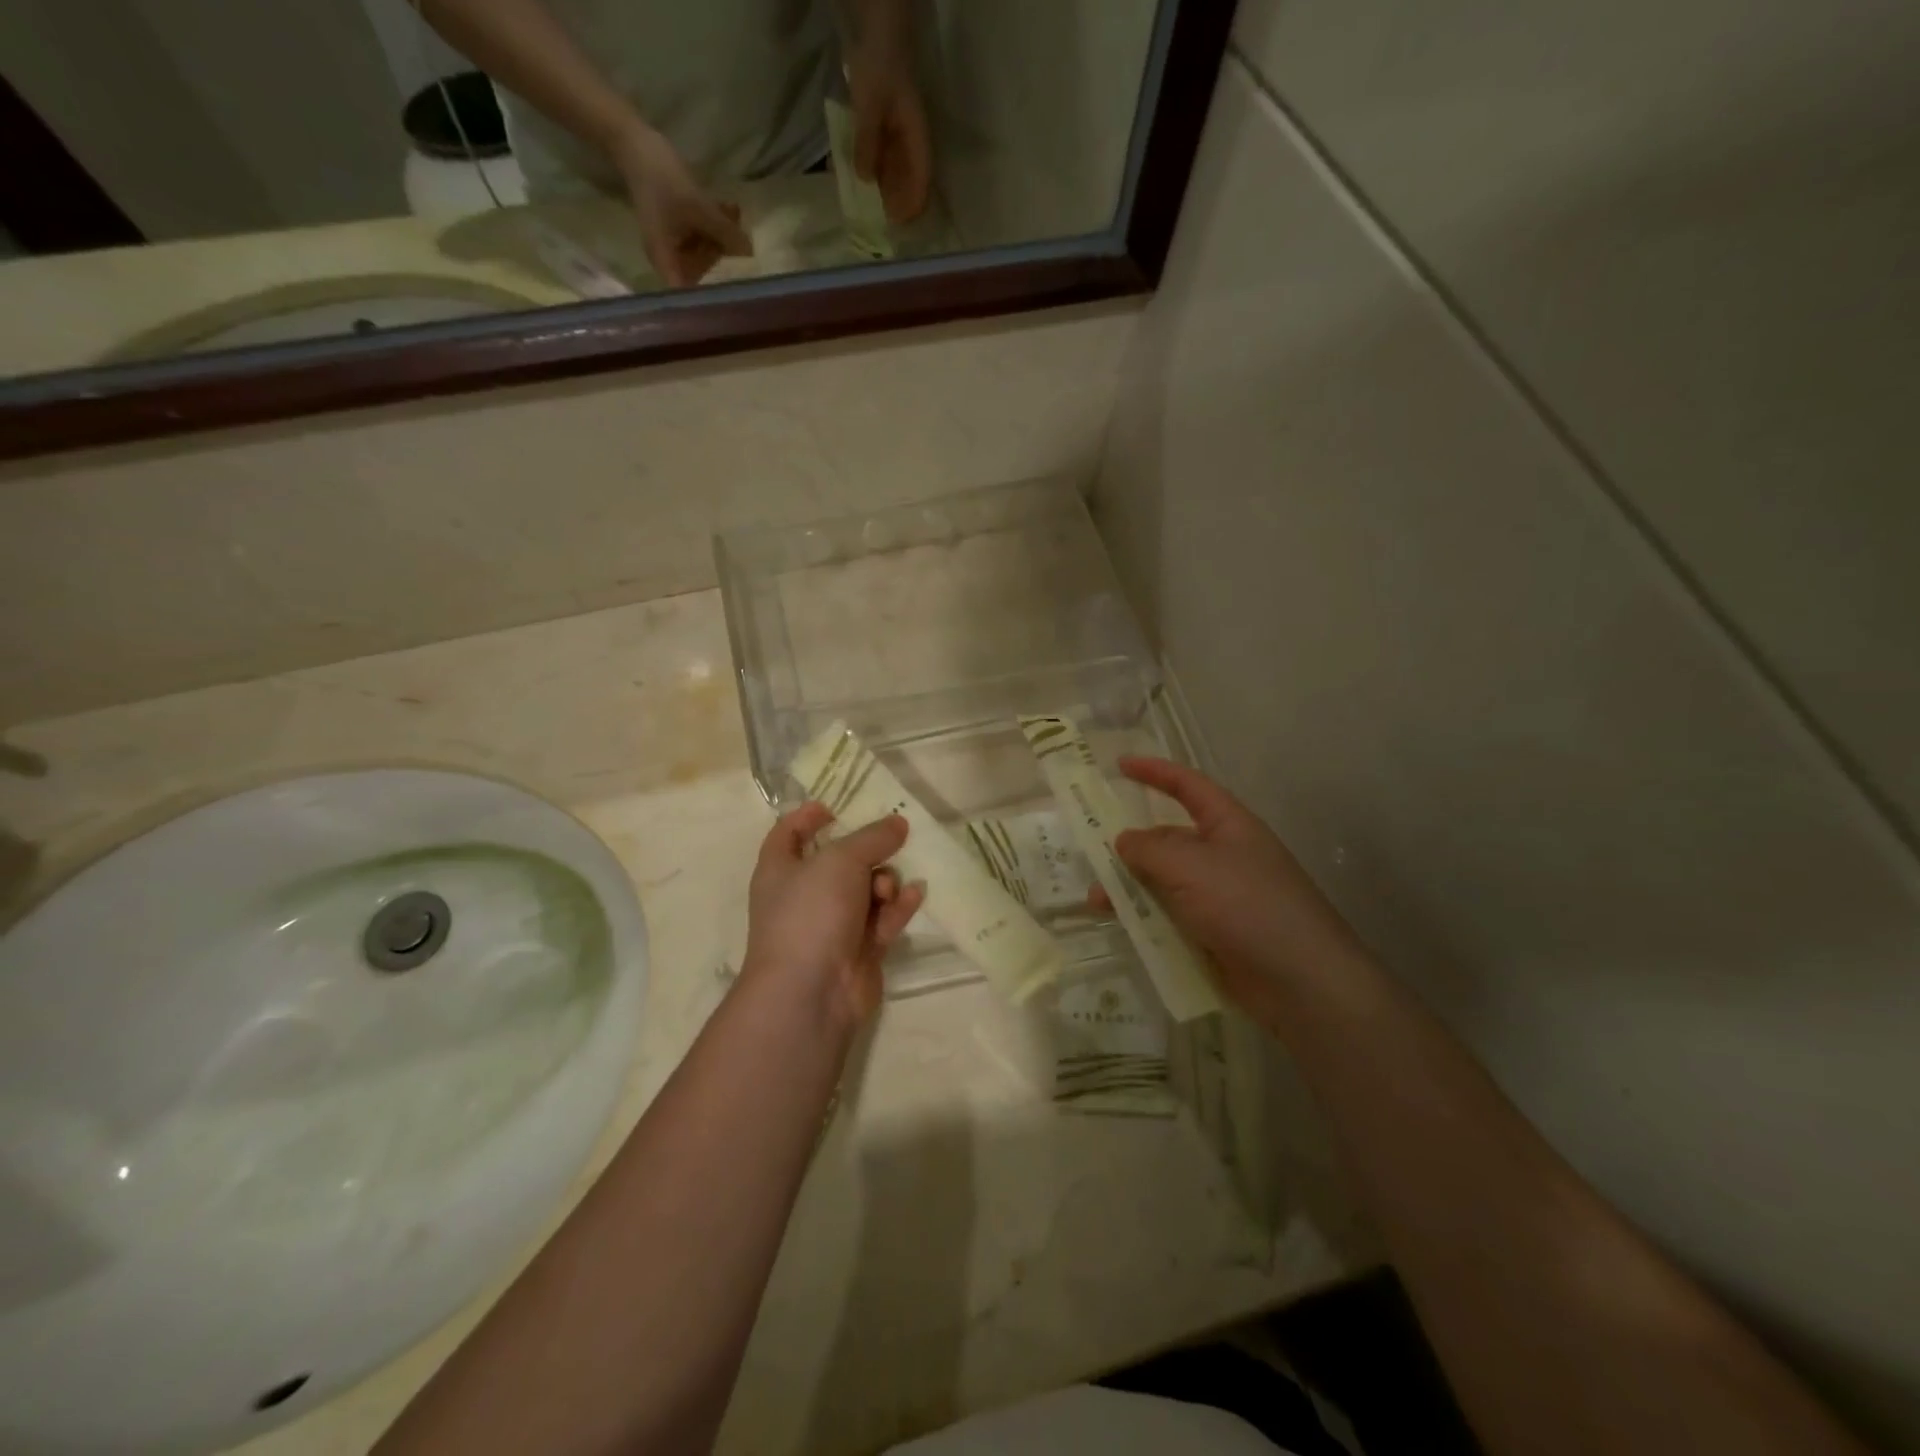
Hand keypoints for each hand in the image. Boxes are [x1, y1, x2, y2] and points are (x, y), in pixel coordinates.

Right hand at [610, 126, 751, 286]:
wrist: (634, 140)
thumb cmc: (661, 178)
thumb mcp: (699, 208)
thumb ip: (726, 233)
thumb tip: (751, 255)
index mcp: (666, 262)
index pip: (690, 297)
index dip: (712, 300)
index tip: (738, 298)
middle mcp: (669, 258)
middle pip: (702, 274)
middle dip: (724, 260)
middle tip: (744, 247)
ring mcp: (675, 242)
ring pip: (705, 252)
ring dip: (723, 238)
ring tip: (735, 216)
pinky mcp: (680, 227)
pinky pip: (702, 235)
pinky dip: (715, 226)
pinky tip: (730, 208)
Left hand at [741, 803, 924, 1029]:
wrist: (811, 992)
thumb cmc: (811, 913)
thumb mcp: (841, 860)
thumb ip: (872, 837)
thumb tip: (898, 822)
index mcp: (781, 869)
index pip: (788, 834)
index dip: (807, 817)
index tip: (835, 807)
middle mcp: (804, 895)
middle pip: (839, 861)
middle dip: (866, 852)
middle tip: (891, 841)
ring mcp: (831, 925)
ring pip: (866, 890)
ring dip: (884, 882)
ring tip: (887, 889)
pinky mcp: (859, 950)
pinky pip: (883, 919)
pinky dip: (898, 907)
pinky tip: (914, 895)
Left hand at [847, 49, 930, 223]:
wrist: (875, 26)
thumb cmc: (879, 64)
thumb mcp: (871, 104)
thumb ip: (867, 142)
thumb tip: (865, 180)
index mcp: (916, 136)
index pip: (921, 177)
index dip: (914, 202)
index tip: (901, 223)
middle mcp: (909, 138)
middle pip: (907, 178)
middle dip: (896, 201)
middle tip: (881, 224)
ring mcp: (895, 132)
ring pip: (892, 169)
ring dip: (881, 188)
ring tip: (868, 209)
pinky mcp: (880, 125)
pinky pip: (876, 154)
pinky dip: (868, 167)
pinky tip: (854, 179)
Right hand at [1096, 757, 1371, 1025]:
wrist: (1301, 982)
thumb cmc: (1247, 905)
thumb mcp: (1190, 866)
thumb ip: (1149, 849)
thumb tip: (1124, 840)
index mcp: (1228, 825)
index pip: (1188, 786)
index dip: (1155, 772)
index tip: (1119, 765)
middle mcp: (1224, 856)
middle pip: (1169, 839)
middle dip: (1131, 844)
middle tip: (1090, 851)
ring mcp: (1220, 897)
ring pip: (1165, 882)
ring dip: (1131, 887)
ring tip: (1097, 901)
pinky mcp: (1215, 934)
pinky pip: (1171, 917)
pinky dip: (1145, 918)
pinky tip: (1122, 928)